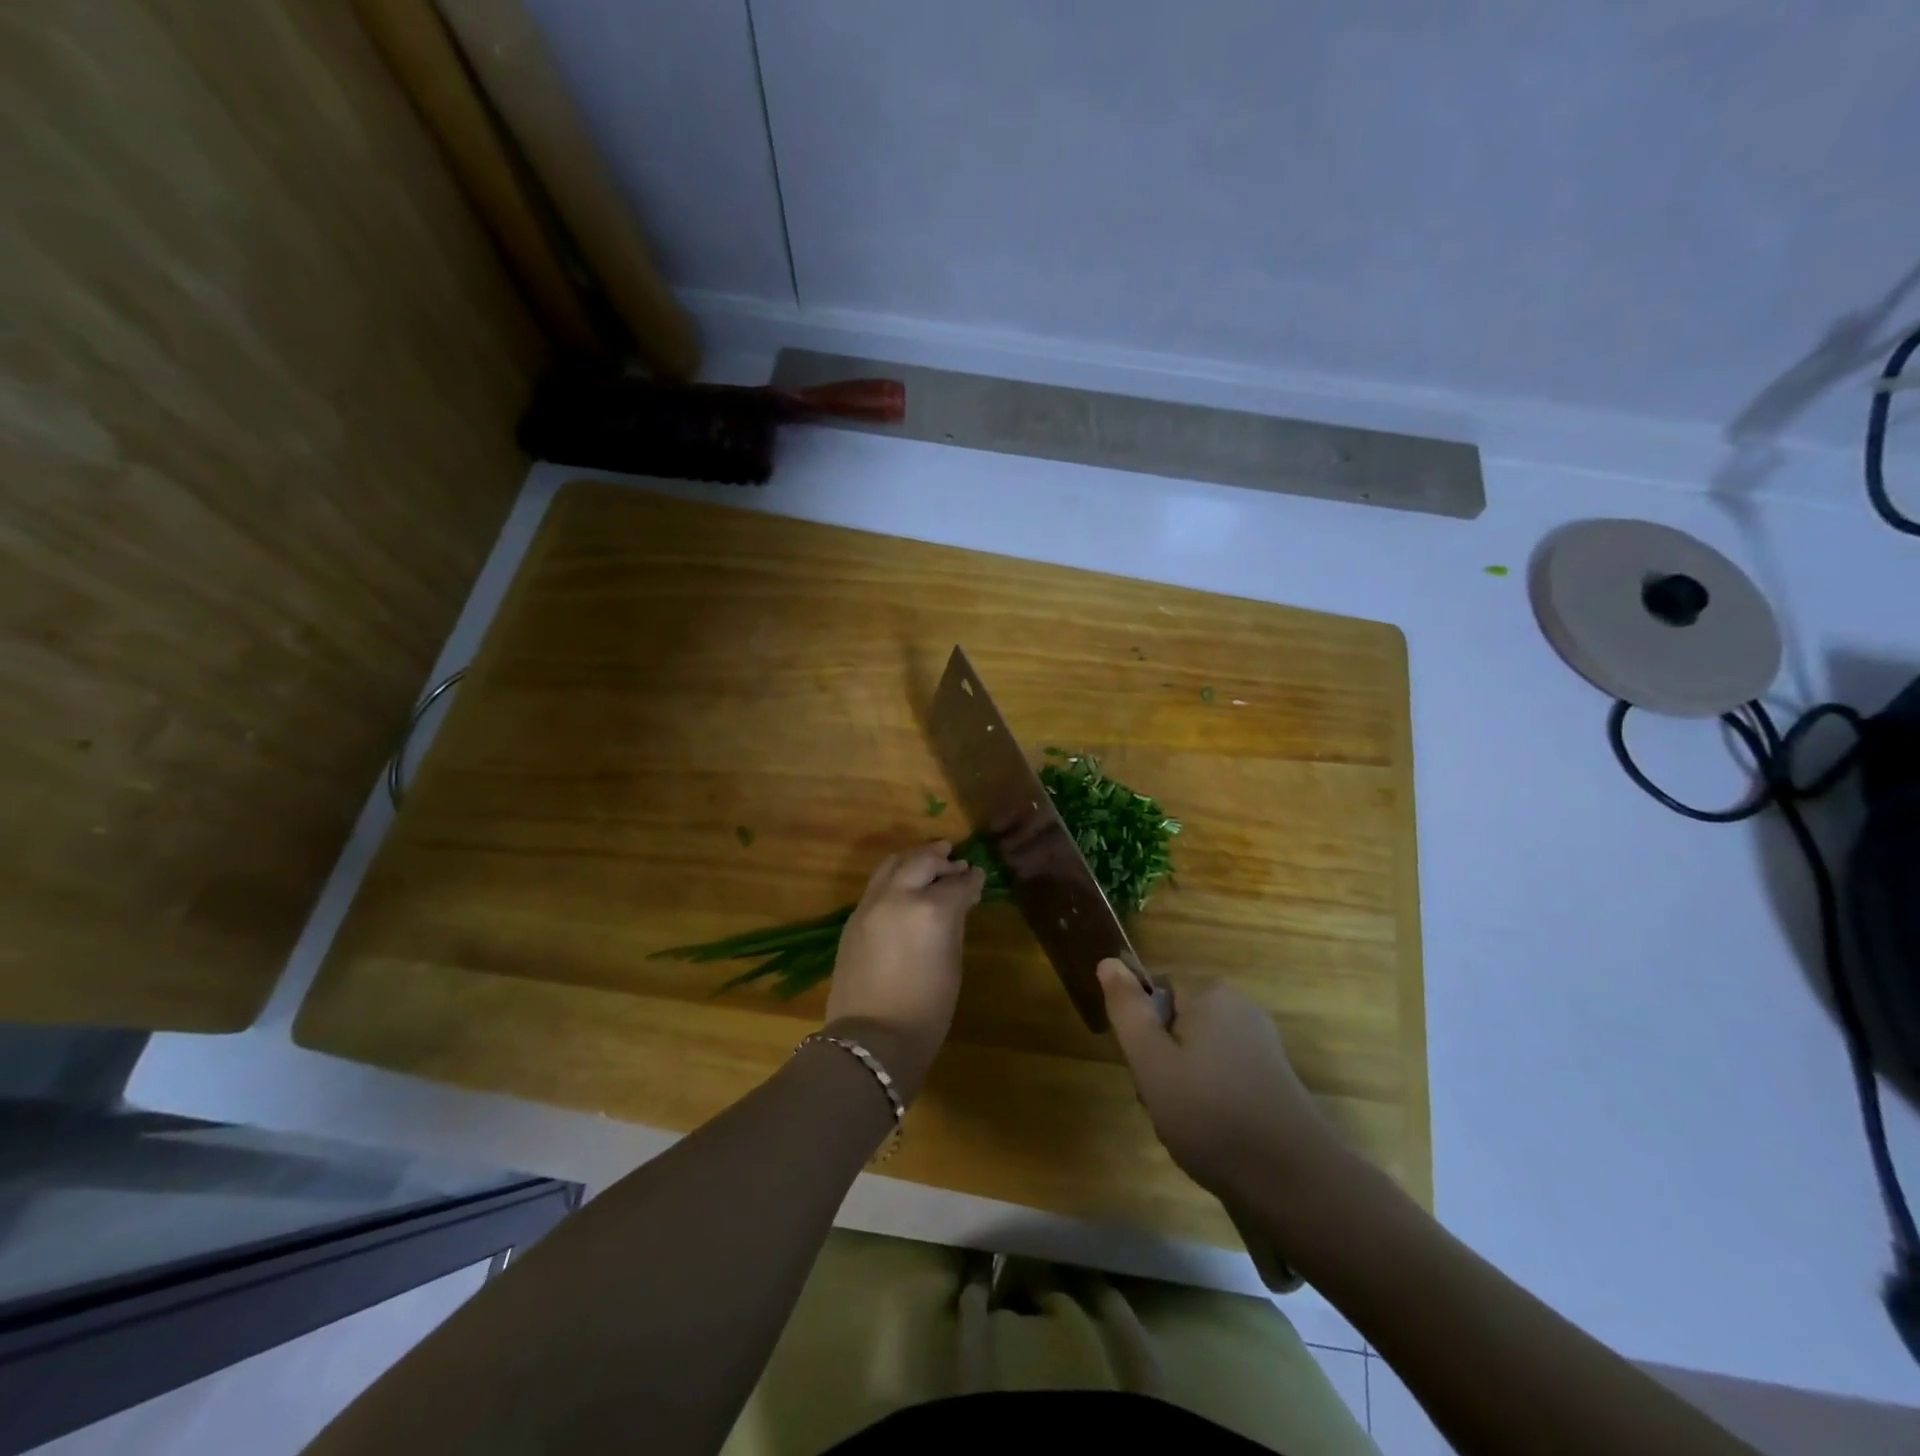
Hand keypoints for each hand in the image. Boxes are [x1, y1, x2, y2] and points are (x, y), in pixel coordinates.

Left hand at [824, 842, 984, 1102]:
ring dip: (914, 859)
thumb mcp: (951, 963)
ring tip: (928, 859)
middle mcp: (899, 896)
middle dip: (941, 859)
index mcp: (931, 909)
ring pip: (893, 864)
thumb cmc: (926, 1010)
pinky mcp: (853, 917)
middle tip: (954, 860)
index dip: (972, 879)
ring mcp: (871, 904)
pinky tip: (904, 885)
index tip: (978, 875)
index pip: (957, 883)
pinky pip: (877, 884)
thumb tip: (959, 901)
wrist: (871, 1039)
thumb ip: (955, 923)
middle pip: (922, 862)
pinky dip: (895, 876)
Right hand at [1098, 960, 1343, 1204]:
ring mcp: (1259, 1040)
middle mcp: (1238, 1005)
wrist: (1294, 1180)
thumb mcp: (1151, 1061)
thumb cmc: (1211, 1115)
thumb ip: (1126, 1009)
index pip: (1153, 987)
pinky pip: (1221, 1070)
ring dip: (1180, 1080)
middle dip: (1160, 1057)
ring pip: (1195, 1048)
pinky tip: (1211, 1131)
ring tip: (1184, 1121)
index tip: (1144, 1066)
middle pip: (1174, 1018)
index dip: (1140, 1026)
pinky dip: (1208, 1094)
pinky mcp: (1271, 1073)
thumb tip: (1108, 962)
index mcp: (1209, 993)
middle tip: (1160, 1098)